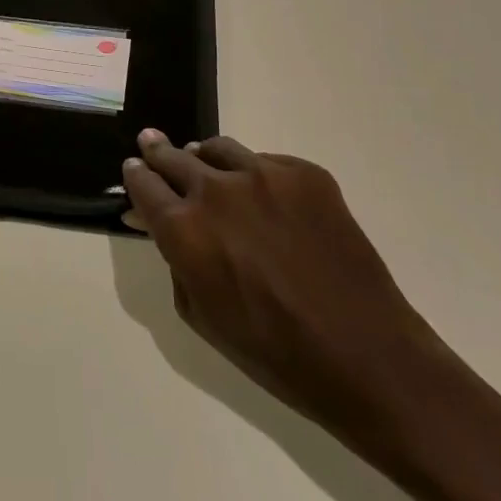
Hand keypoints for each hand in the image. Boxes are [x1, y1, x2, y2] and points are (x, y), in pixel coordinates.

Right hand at [122, 131, 451, 440]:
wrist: (367, 356)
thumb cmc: (273, 352)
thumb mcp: (201, 315)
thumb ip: (174, 260)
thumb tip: (160, 226)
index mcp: (185, 229)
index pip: (143, 183)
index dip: (135, 175)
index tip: (134, 169)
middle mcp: (217, 190)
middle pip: (174, 156)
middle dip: (158, 152)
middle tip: (152, 143)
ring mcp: (265, 175)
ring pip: (218, 149)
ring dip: (205, 159)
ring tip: (207, 167)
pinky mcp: (306, 174)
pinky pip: (266, 162)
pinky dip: (255, 175)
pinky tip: (266, 200)